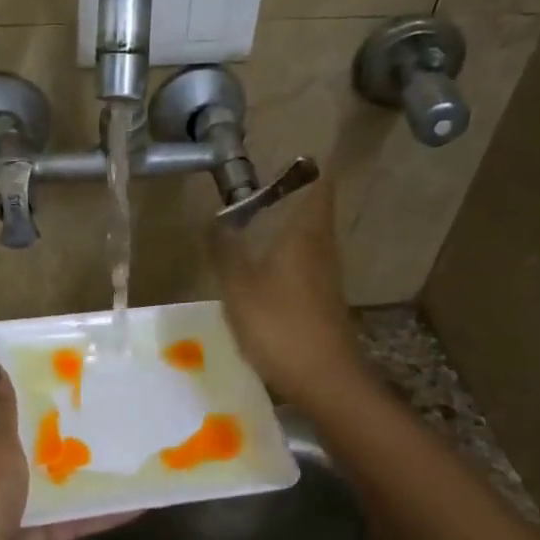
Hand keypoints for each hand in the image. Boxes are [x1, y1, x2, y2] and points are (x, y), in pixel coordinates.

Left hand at [0, 363, 133, 539]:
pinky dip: (96, 512)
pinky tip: (135, 501)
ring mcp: (6, 509)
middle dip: (54, 426)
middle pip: (20, 444)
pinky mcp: (30, 539)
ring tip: (122, 445)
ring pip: (47, 482)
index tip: (54, 372)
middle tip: (98, 402)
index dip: (14, 389)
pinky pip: (67, 519)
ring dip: (78, 469)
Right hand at [210, 172, 362, 406]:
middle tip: (252, 195)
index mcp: (306, 233)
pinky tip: (260, 275)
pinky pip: (303, 267)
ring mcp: (326, 277)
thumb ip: (224, 249)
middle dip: (288, 198)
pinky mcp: (323, 302)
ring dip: (285, 230)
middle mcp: (322, 248)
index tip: (284, 159)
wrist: (324, 379)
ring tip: (250, 229)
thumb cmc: (279, 324)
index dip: (306, 168)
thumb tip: (213, 220)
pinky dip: (285, 260)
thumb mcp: (238, 286)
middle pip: (314, 211)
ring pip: (308, 240)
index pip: (319, 184)